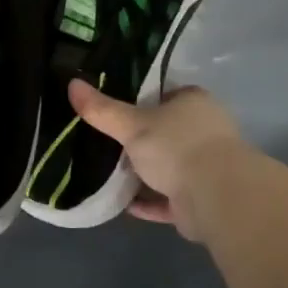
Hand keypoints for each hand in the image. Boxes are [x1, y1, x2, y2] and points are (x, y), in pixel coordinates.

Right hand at [67, 81, 248, 241]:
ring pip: (168, 166)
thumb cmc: (176, 146)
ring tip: (109, 172)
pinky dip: (148, 201)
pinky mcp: (200, 199)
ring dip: (145, 173)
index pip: (164, 94)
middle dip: (140, 140)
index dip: (141, 100)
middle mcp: (204, 131)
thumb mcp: (132, 124)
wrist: (215, 196)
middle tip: (106, 141)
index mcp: (193, 103)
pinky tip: (124, 203)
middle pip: (166, 131)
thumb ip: (102, 109)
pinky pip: (168, 198)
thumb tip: (71, 83)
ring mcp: (205, 166)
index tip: (114, 108)